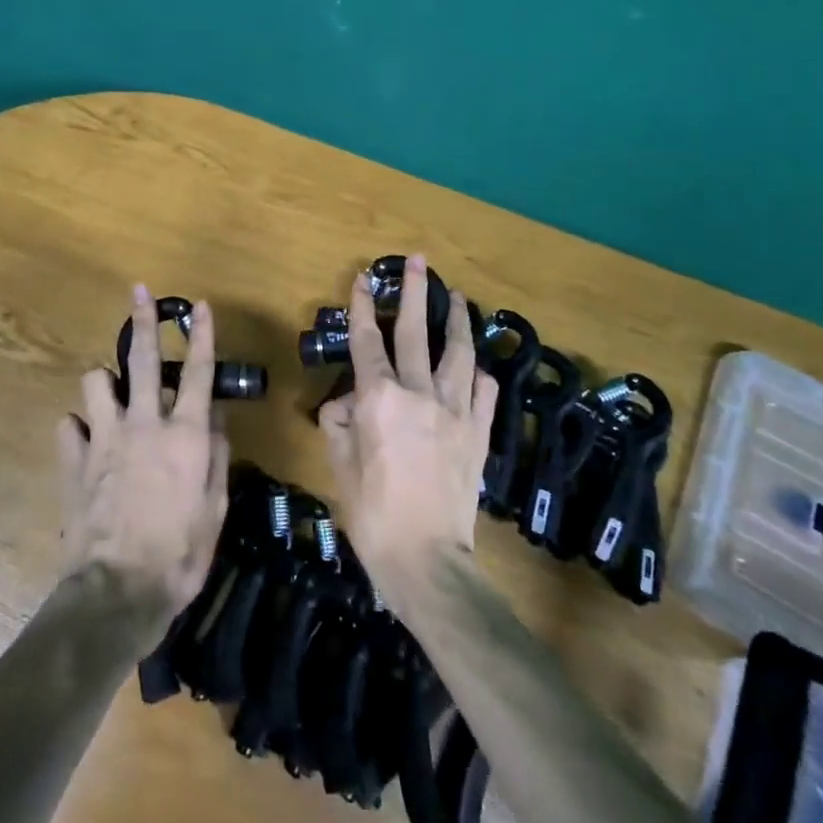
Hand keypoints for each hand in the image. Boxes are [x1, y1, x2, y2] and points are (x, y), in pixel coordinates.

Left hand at [57, 285, 228, 635]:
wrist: (118, 592)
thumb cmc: (180, 554)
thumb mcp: (215, 508)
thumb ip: (215, 456)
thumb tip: (213, 419)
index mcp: (184, 435)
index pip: (197, 372)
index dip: (201, 335)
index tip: (199, 305)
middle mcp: (143, 425)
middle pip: (142, 359)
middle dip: (143, 320)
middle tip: (139, 292)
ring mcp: (104, 439)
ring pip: (95, 382)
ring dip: (104, 382)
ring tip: (111, 394)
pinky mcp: (73, 461)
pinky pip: (68, 426)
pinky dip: (78, 428)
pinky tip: (86, 442)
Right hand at [318, 255, 497, 604]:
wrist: (427, 561)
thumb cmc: (372, 515)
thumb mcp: (339, 467)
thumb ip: (339, 424)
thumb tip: (345, 402)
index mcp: (379, 399)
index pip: (368, 340)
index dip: (364, 306)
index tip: (365, 278)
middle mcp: (419, 394)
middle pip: (416, 332)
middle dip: (416, 292)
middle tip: (419, 261)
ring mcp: (455, 411)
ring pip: (458, 354)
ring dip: (457, 322)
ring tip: (459, 297)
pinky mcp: (478, 433)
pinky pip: (482, 393)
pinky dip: (478, 376)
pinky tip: (477, 367)